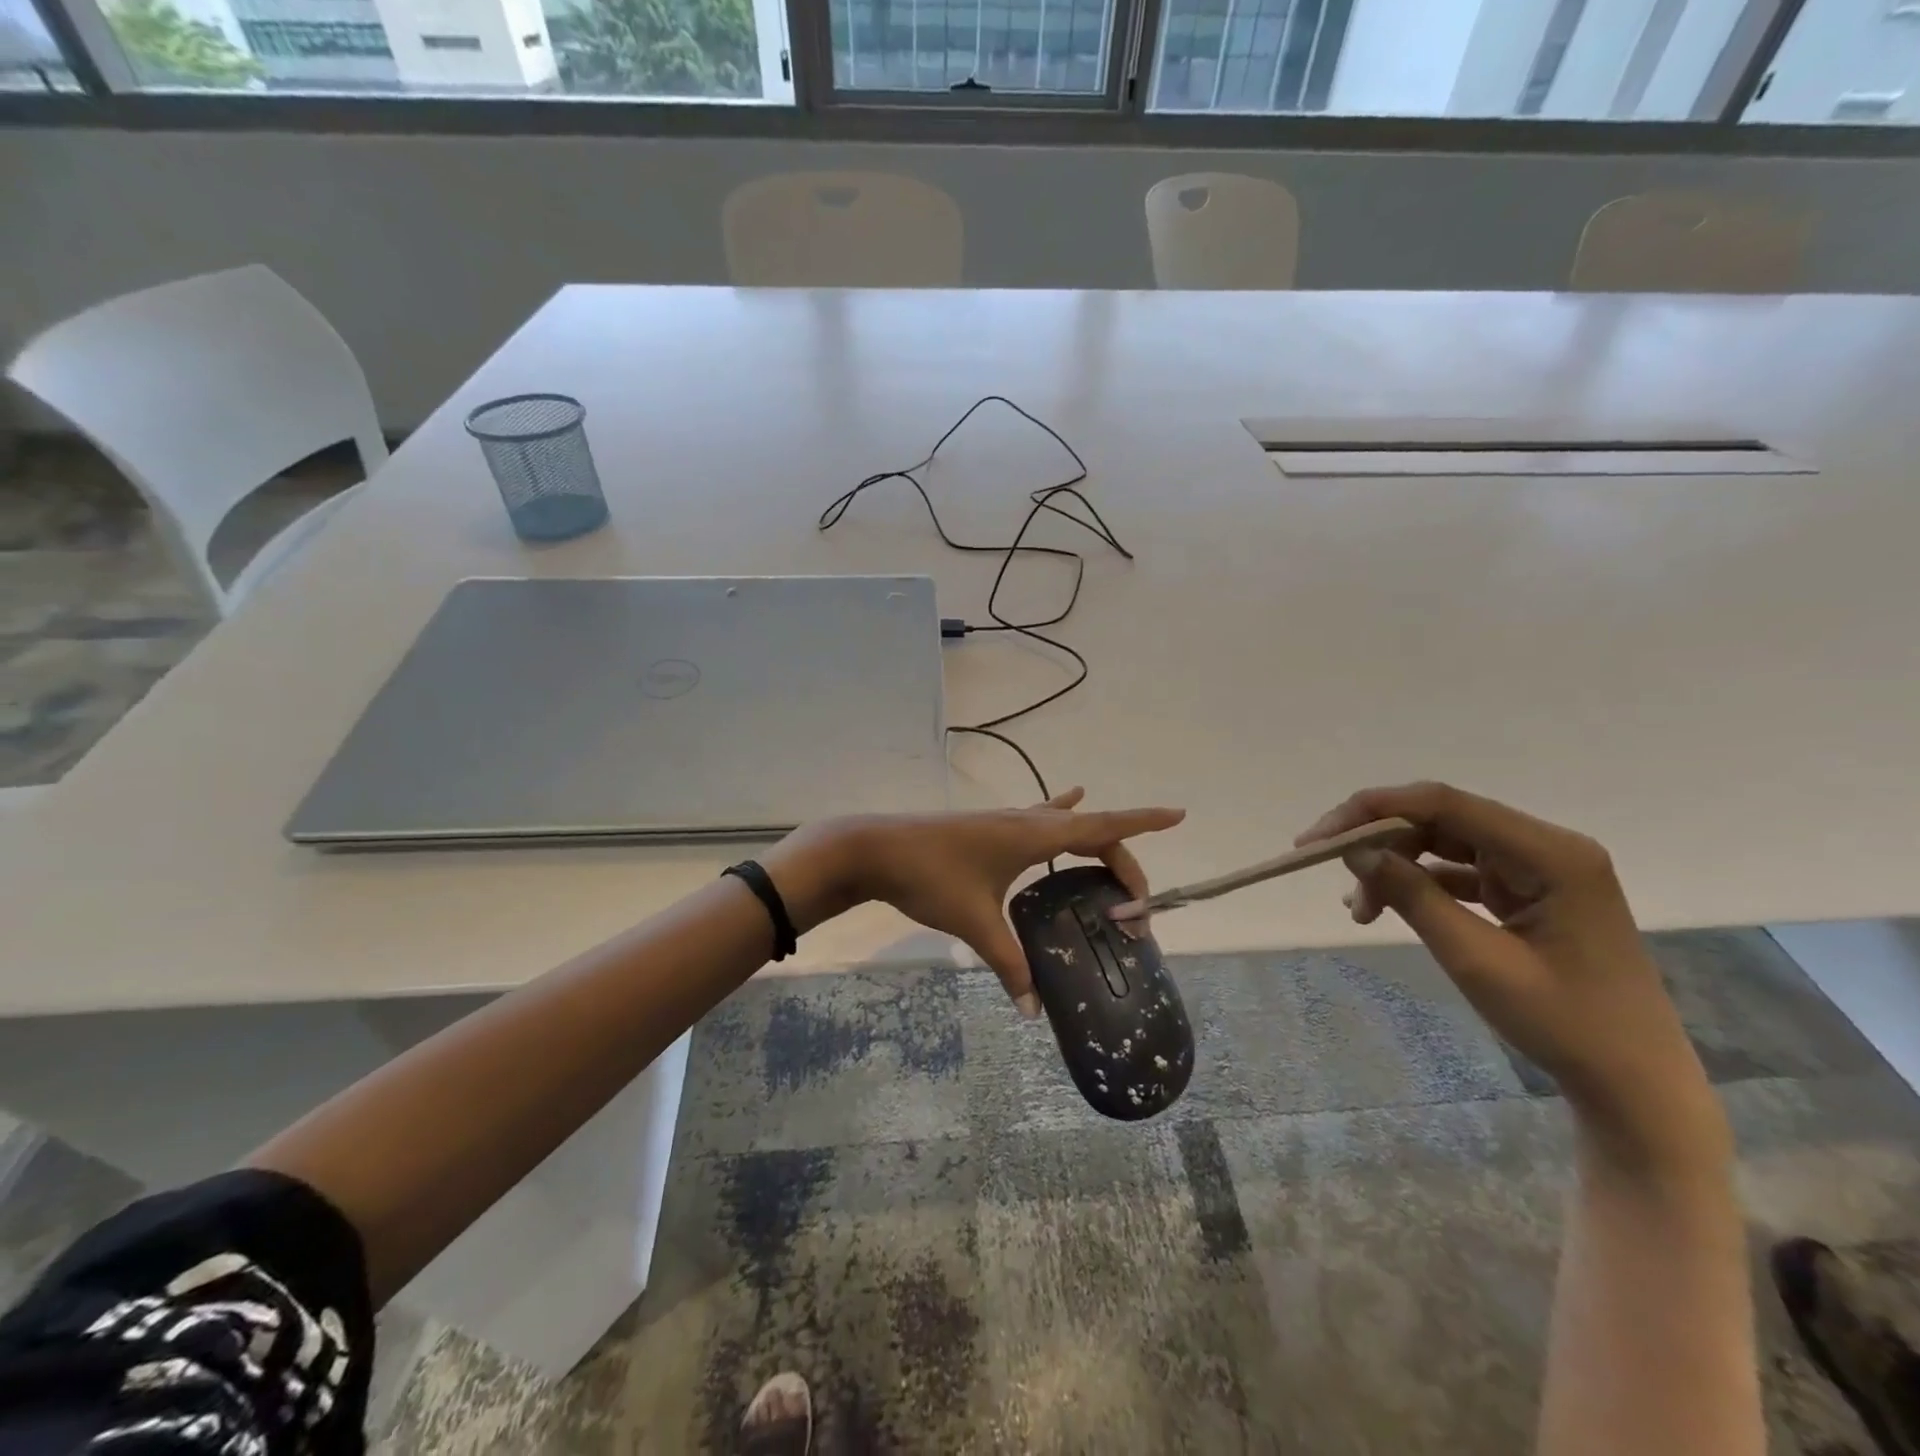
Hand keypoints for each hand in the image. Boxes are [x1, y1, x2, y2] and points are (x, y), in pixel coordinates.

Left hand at [770, 789, 1183, 1015]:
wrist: (875, 849)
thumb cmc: (930, 878)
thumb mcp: (975, 924)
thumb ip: (1009, 966)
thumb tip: (1034, 1013)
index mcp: (1033, 836)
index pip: (1102, 827)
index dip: (1142, 823)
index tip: (1178, 815)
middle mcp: (1026, 821)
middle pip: (1090, 831)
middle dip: (1121, 860)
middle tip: (1136, 903)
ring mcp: (1006, 820)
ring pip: (1065, 822)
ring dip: (1093, 838)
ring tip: (1114, 860)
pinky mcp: (988, 828)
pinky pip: (1038, 817)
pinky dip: (1060, 813)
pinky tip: (1065, 801)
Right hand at [1299, 782, 1725, 1175]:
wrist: (1635, 1088)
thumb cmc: (1564, 1024)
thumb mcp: (1476, 959)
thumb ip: (1413, 896)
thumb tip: (1355, 851)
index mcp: (1550, 853)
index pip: (1444, 804)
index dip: (1373, 810)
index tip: (1318, 838)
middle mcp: (1546, 847)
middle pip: (1441, 819)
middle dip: (1379, 841)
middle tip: (1328, 870)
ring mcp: (1539, 869)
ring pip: (1444, 844)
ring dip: (1395, 866)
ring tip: (1358, 909)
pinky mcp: (1529, 893)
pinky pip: (1459, 871)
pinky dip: (1418, 884)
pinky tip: (1384, 907)